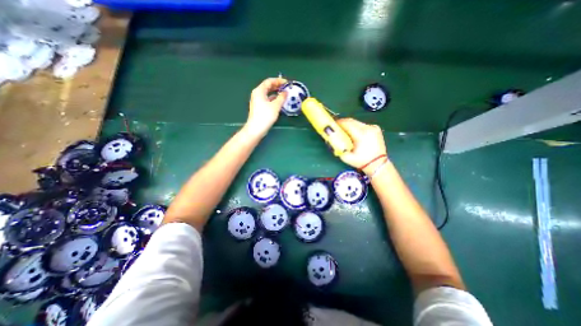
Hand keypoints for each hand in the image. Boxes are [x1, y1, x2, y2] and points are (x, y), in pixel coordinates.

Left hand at [245, 78, 287, 136]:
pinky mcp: (259, 107)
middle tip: (287, 88)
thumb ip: (281, 97)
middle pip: (268, 87)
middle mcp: (257, 94)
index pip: (269, 81)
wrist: (256, 129)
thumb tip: (286, 92)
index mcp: (259, 91)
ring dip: (276, 93)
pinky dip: (274, 99)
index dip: (279, 81)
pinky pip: (268, 99)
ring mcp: (258, 101)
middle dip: (278, 86)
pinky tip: (280, 102)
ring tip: (285, 94)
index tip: (287, 83)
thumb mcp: (275, 106)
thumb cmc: (265, 116)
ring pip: (268, 93)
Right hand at [334, 119, 386, 175]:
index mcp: (361, 135)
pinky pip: (362, 125)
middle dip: (342, 123)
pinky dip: (356, 127)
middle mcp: (368, 128)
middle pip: (352, 121)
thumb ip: (337, 147)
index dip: (338, 123)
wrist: (377, 164)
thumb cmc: (361, 161)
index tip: (331, 124)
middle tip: (335, 126)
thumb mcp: (346, 157)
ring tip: (343, 130)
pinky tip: (353, 133)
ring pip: (357, 122)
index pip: (347, 124)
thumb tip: (329, 139)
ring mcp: (373, 127)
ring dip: (349, 125)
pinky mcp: (375, 128)